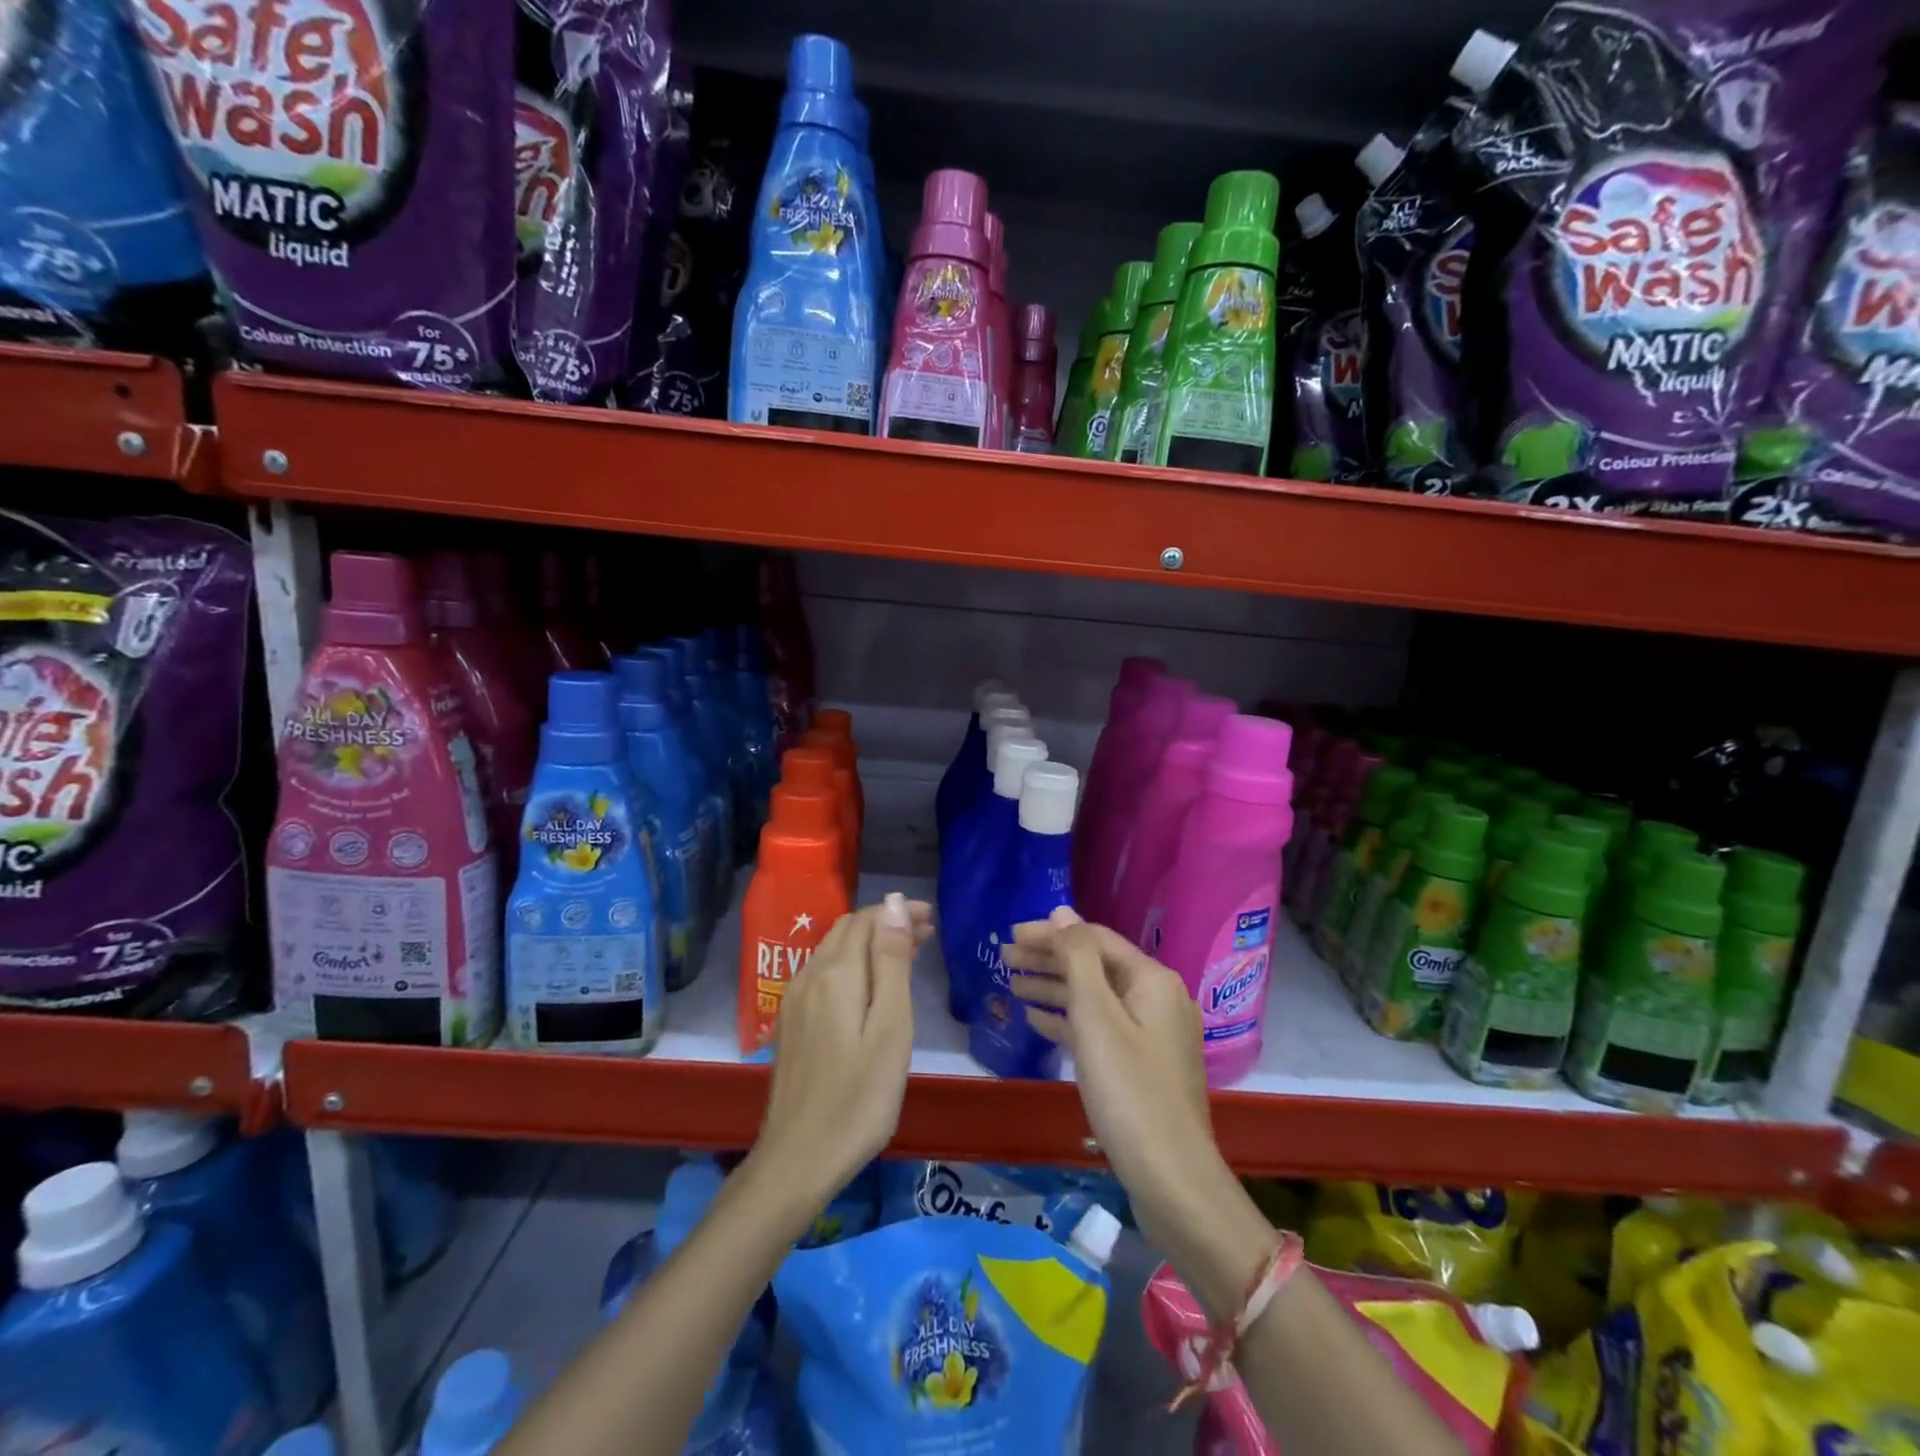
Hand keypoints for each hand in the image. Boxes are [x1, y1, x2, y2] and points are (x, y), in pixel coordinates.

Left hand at [752, 892, 932, 1207]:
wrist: (798, 1159)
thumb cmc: (859, 1097)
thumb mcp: (891, 1027)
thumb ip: (891, 962)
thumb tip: (892, 904)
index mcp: (836, 973)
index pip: (867, 919)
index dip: (898, 912)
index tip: (930, 918)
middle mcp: (809, 976)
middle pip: (848, 930)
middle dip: (885, 923)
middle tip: (924, 934)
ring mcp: (795, 1000)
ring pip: (834, 950)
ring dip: (869, 943)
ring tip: (905, 954)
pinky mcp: (790, 1023)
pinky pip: (823, 973)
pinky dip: (852, 964)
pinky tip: (869, 986)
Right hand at [1001, 907, 1233, 1245]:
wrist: (1172, 1180)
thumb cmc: (1129, 1091)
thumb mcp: (1097, 1017)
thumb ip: (1077, 959)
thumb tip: (1062, 912)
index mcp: (1151, 979)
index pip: (1093, 939)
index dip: (1050, 933)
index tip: (1010, 934)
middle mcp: (1156, 998)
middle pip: (1093, 965)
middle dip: (1048, 959)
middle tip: (1003, 958)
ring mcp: (1151, 1033)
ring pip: (1094, 997)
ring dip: (1053, 988)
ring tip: (1010, 984)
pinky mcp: (1142, 1064)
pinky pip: (1100, 1028)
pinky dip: (1068, 1020)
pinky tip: (1036, 1021)